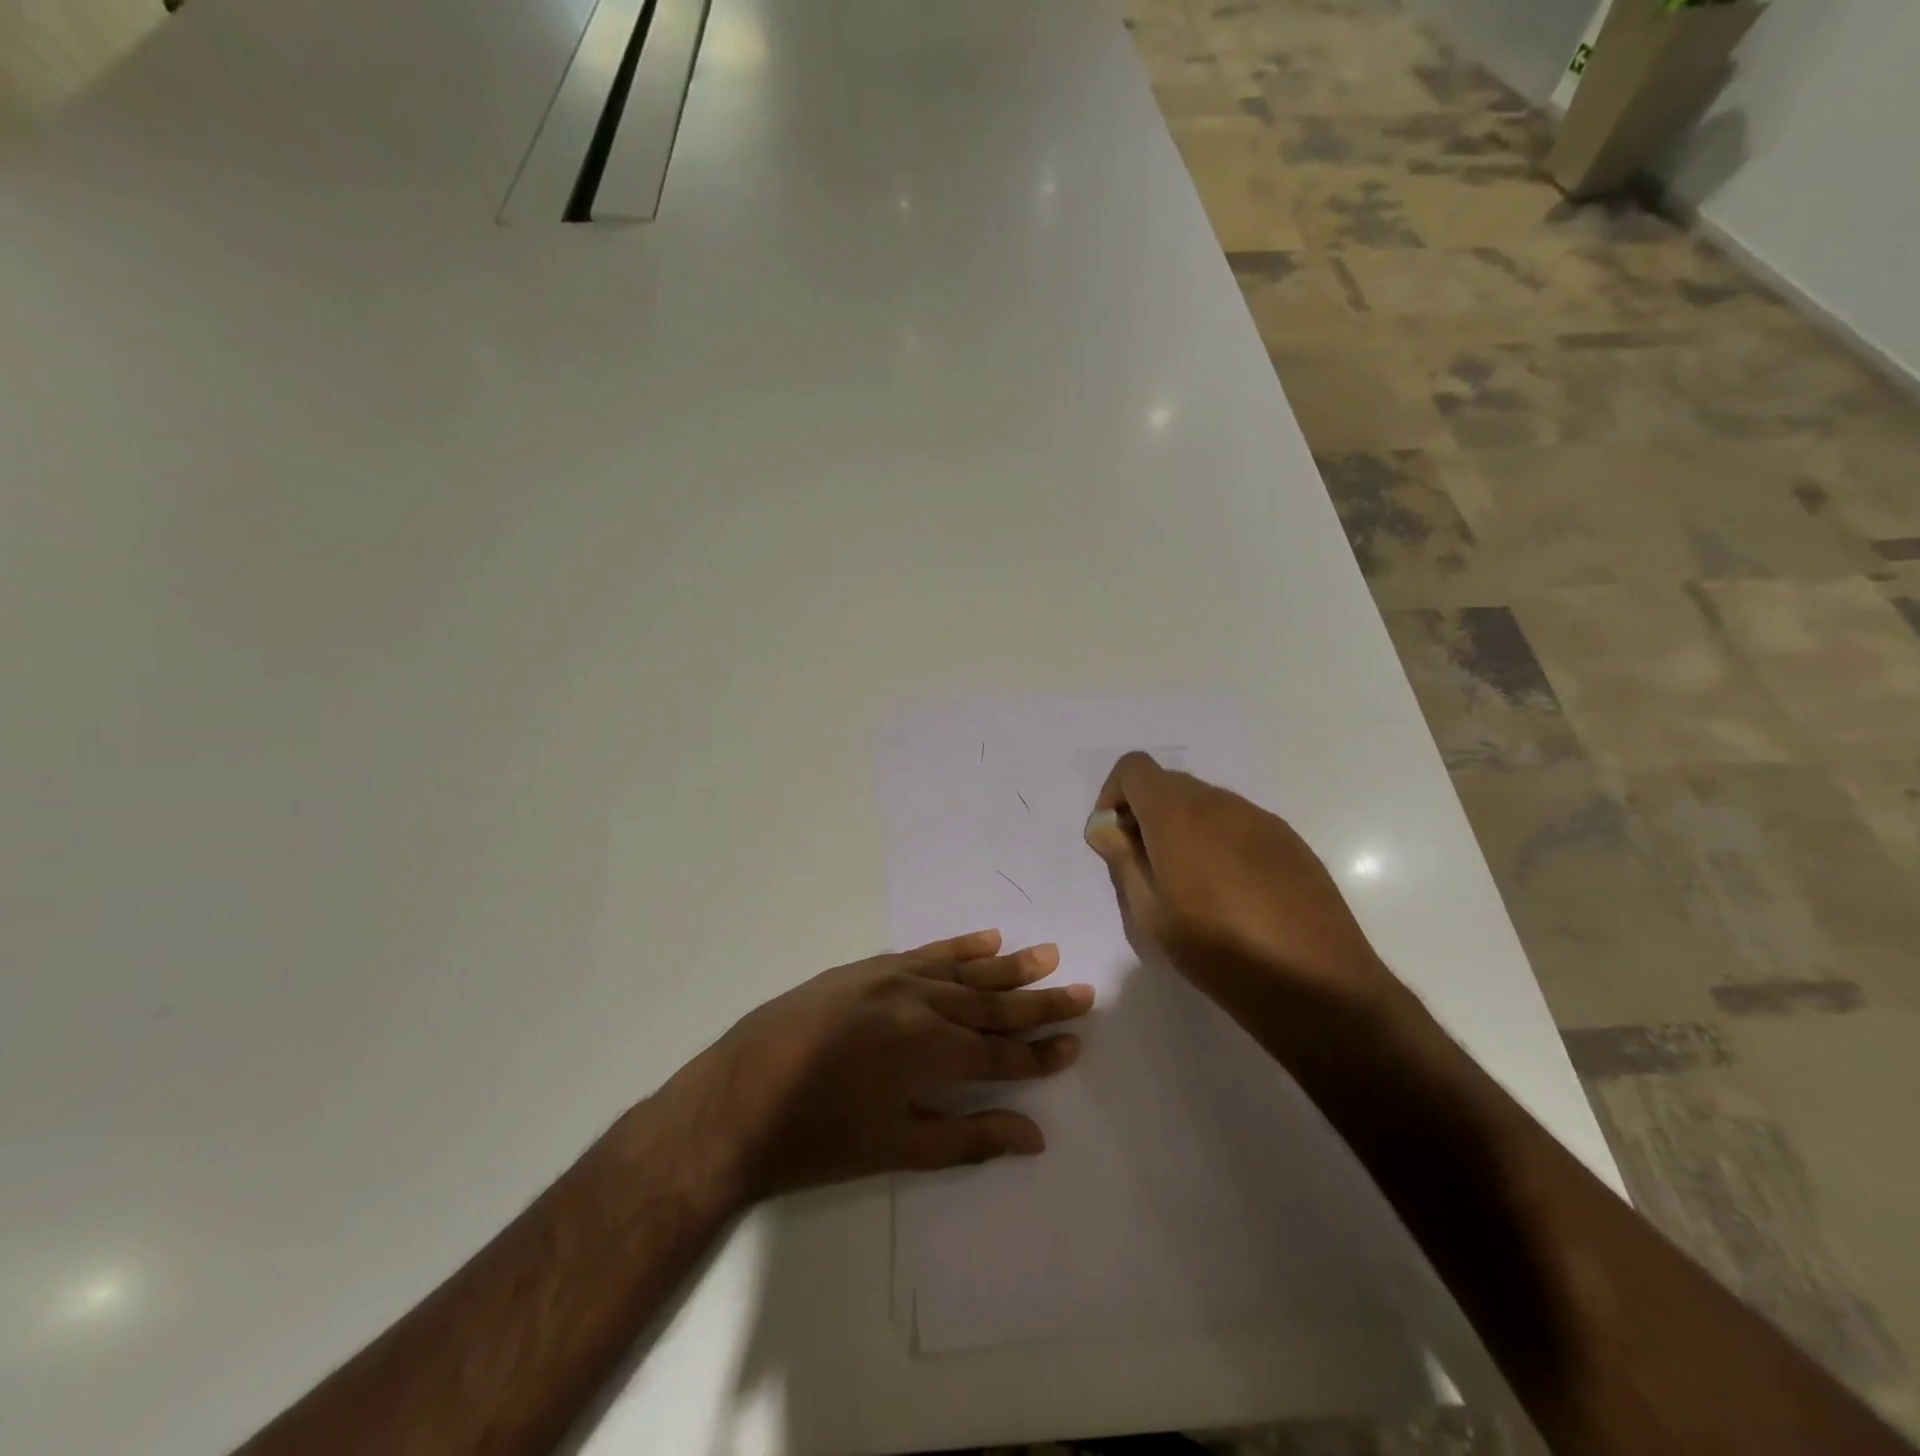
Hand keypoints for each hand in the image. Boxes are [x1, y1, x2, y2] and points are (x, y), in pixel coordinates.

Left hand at [659, 930, 1093, 1203]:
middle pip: (990, 1003)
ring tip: (1046, 955)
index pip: (1000, 1051)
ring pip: (962, 971)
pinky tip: (986, 939)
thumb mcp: (896, 1147)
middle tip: (1081, 990)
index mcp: (929, 1049)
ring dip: (1007, 967)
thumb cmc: (817, 1138)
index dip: (1040, 1053)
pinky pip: (924, 952)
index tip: (1075, 1043)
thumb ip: (969, 1136)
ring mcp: (891, 978)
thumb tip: (1035, 1134)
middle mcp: (918, 1002)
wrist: (736, 1099)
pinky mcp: (866, 968)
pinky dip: (958, 946)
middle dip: (1038, 1003)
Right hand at [1083, 751, 1392, 1010]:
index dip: (1114, 795)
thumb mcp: (1150, 915)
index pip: (1134, 768)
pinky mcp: (1289, 840)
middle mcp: (1219, 803)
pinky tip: (1231, 892)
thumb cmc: (1218, 951)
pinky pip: (1237, 823)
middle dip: (1146, 813)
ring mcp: (1259, 818)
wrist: (1316, 983)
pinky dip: (1218, 840)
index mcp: (1178, 815)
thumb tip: (1105, 827)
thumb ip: (1123, 860)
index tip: (1113, 839)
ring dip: (1183, 827)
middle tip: (1145, 867)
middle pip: (1169, 784)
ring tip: (1189, 884)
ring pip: (1205, 803)